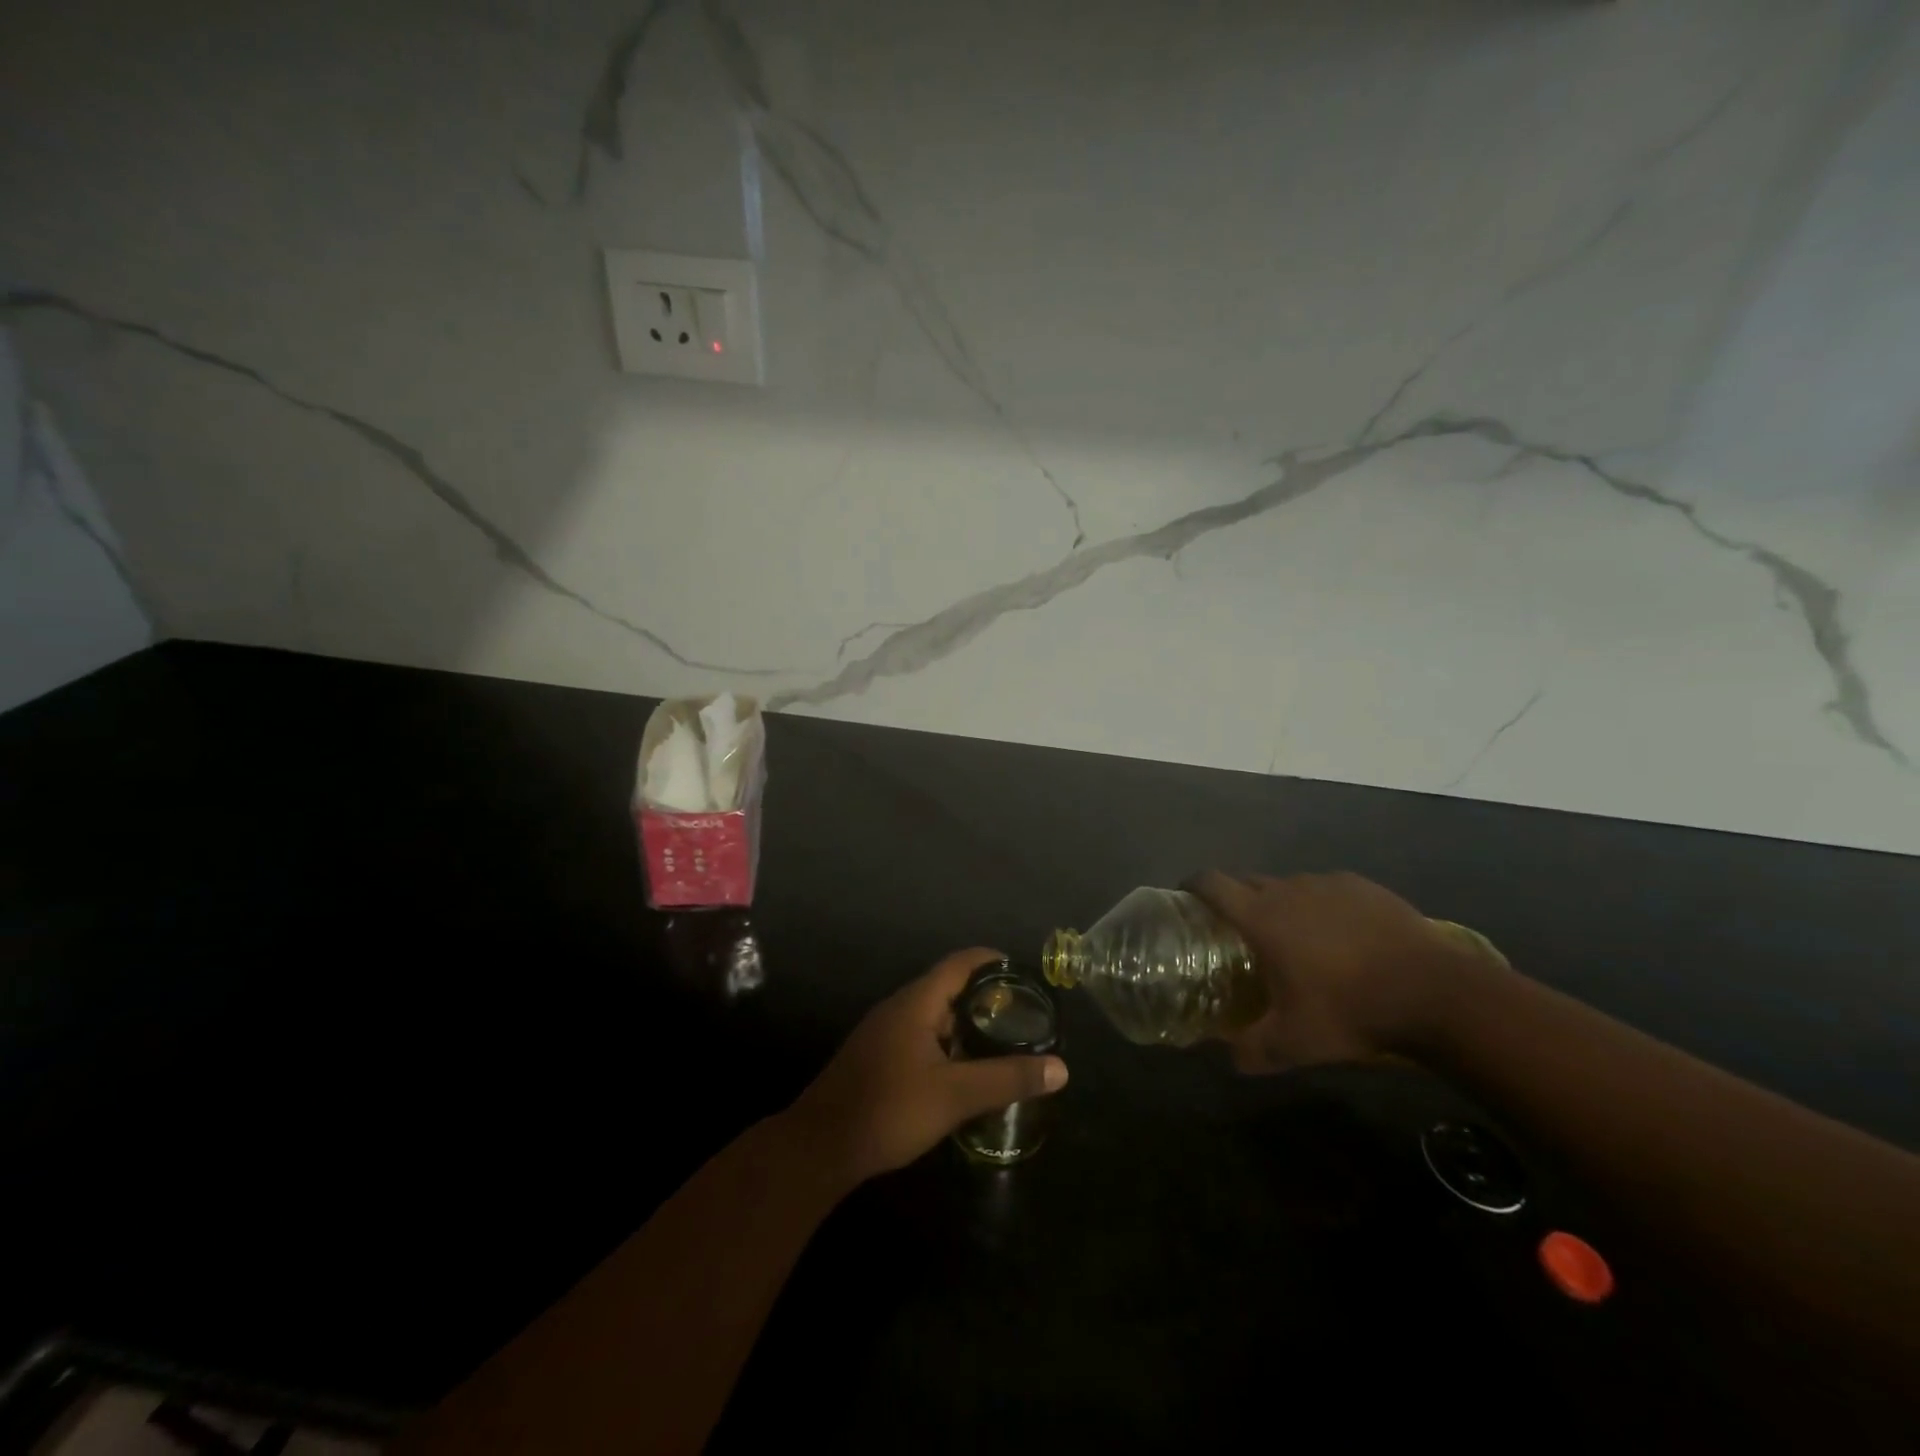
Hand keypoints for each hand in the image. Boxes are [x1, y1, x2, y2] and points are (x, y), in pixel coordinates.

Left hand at [783, 948, 1068, 1185]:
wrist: (820, 1146)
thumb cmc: (889, 1108)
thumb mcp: (955, 1095)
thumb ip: (1007, 1078)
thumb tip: (1061, 1068)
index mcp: (916, 1002)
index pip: (960, 963)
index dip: (992, 962)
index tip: (1024, 974)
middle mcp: (898, 1007)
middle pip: (947, 987)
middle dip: (984, 997)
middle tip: (1021, 1015)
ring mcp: (883, 1031)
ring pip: (933, 1014)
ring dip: (965, 1023)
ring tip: (1000, 1042)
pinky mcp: (876, 1056)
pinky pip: (919, 1035)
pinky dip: (946, 1042)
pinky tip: (962, 1070)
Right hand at [1187, 871, 1491, 1072]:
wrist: (1435, 993)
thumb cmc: (1351, 1011)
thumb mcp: (1294, 1043)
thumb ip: (1252, 1050)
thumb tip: (1228, 1058)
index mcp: (1261, 917)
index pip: (1211, 883)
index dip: (1193, 885)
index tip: (1186, 896)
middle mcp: (1288, 889)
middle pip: (1247, 880)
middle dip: (1235, 898)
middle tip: (1239, 930)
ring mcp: (1328, 884)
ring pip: (1289, 885)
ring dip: (1282, 904)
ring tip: (1296, 937)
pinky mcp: (1363, 886)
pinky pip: (1328, 889)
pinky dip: (1322, 906)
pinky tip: (1341, 936)